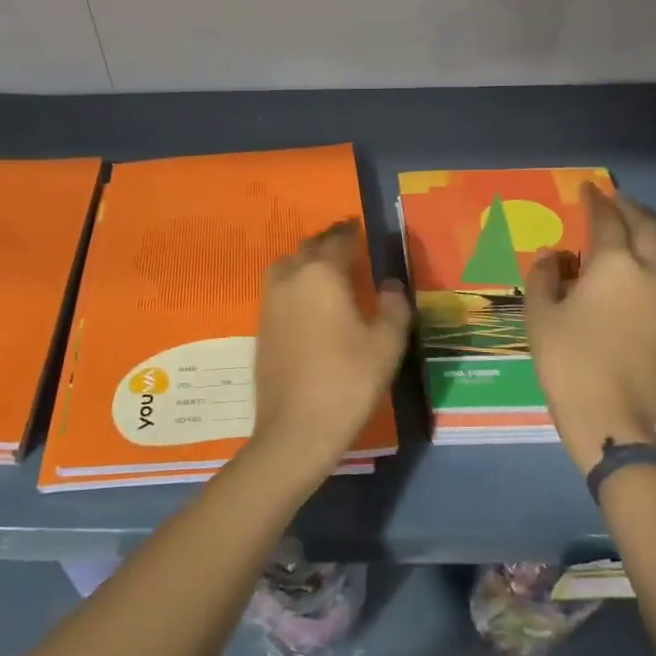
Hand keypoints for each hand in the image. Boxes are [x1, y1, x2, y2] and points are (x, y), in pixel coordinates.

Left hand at [248, 221, 411, 490]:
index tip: (358, 227)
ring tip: (325, 269)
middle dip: (328, 242)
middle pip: (309, 248)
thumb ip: (394, 306)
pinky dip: (294, 283)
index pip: (338, 240)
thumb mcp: (386, 344)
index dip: (350, 232)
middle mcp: (291, 278)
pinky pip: (279, 288)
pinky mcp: (262, 326)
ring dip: (306, 260)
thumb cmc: (348, 381)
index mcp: (323, 274)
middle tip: (345, 244)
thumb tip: (390, 284)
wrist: (296, 428)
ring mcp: (271, 302)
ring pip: (287, 265)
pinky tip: (308, 300)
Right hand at [525, 183, 655, 472]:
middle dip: (632, 210)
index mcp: (613, 265)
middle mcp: (650, 274)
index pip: (607, 221)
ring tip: (645, 231)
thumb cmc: (566, 360)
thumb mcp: (540, 314)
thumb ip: (544, 277)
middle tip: (617, 201)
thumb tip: (551, 255)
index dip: (596, 201)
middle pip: (648, 229)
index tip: (588, 188)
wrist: (609, 414)